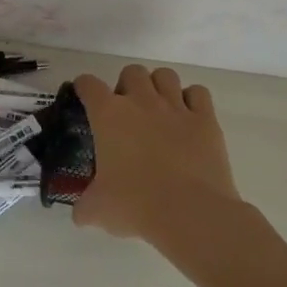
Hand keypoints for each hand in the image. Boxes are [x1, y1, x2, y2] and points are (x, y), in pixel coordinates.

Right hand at [71, 65, 242, 240]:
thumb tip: (80, 215)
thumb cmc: (135, 205)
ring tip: (157, 109)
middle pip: (131, 71)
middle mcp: (141, 102)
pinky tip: (186, 118)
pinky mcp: (206, 120)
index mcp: (108, 115)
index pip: (88, 83)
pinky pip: (198, 93)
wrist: (190, 213)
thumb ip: (84, 207)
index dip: (84, 87)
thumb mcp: (97, 210)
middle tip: (126, 111)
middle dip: (126, 85)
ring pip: (165, 75)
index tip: (84, 98)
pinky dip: (191, 99)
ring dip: (158, 87)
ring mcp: (176, 108)